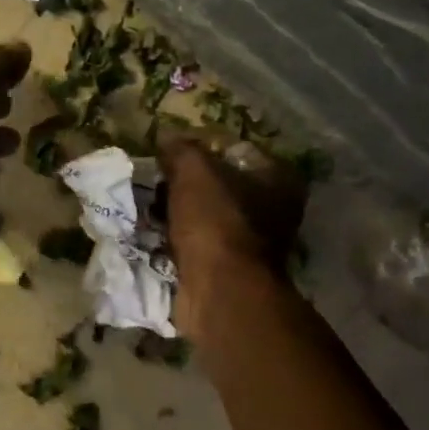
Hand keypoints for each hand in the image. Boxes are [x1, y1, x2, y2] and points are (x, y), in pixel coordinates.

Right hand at [159, 132, 305, 336]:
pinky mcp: (230, 269)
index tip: (169, 152)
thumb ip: (181, 149)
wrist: (219, 291)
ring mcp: (253, 243)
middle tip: (156, 181)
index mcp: (279, 178)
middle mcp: (274, 209)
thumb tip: (167, 138)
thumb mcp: (194, 170)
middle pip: (221, 184)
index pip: (235, 149)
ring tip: (150, 207)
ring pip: (207, 215)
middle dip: (186, 183)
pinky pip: (198, 243)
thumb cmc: (216, 221)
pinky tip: (155, 234)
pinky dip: (179, 239)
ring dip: (179, 212)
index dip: (200, 147)